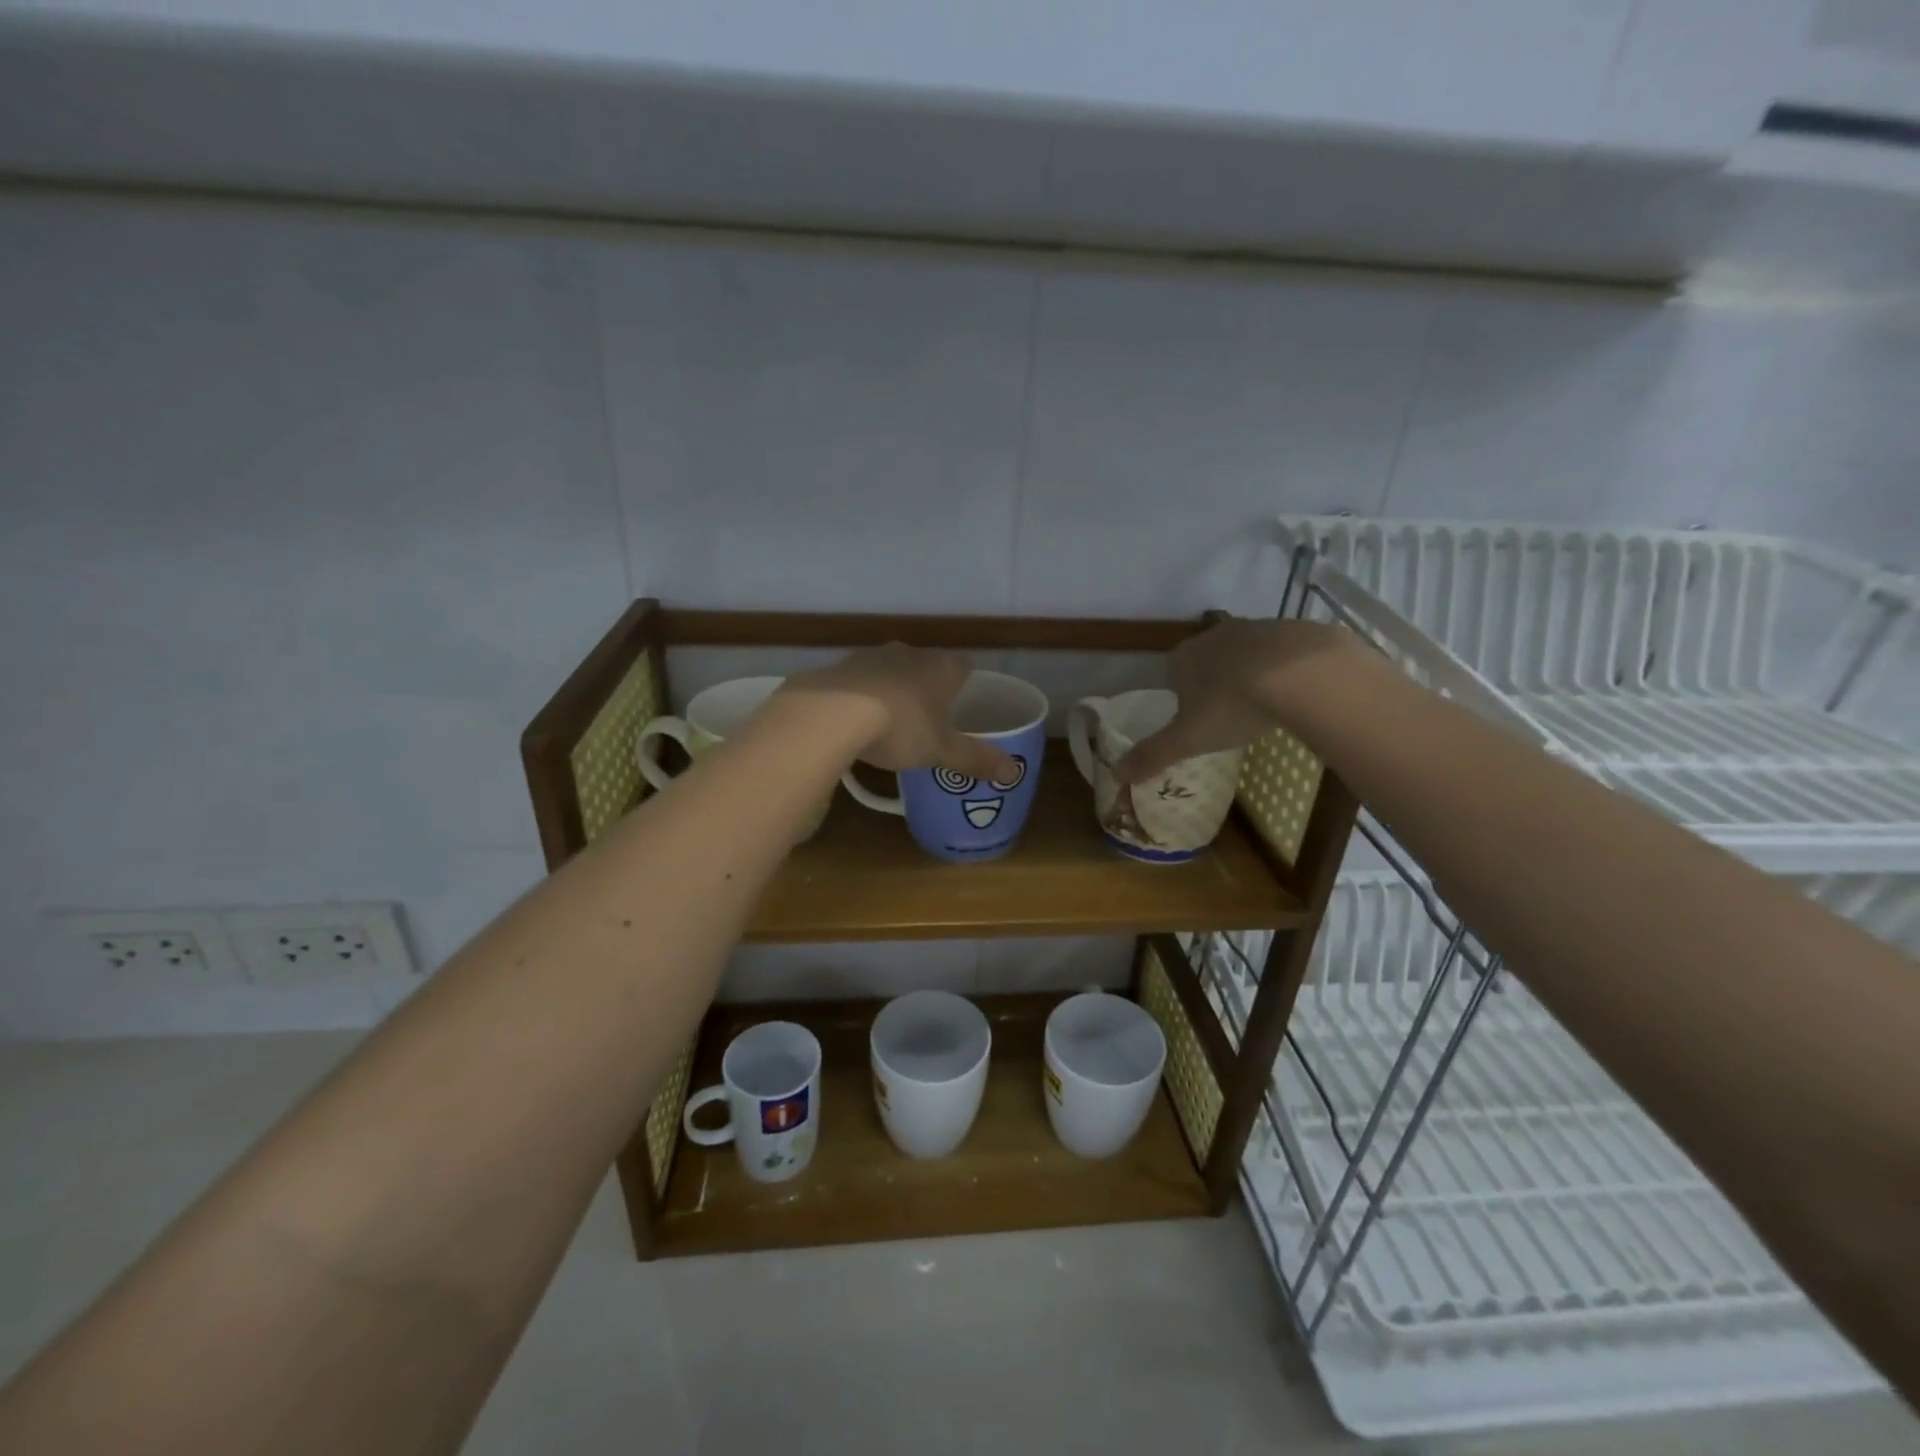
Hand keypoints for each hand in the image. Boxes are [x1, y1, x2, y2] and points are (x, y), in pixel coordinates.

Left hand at [781, 644, 1017, 781]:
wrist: (831, 714)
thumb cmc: (901, 728)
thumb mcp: (942, 751)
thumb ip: (976, 759)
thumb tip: (1014, 772)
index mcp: (941, 667)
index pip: (964, 665)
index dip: (966, 683)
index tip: (965, 703)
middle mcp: (908, 653)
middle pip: (926, 665)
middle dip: (928, 687)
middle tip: (929, 717)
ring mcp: (870, 656)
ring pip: (890, 669)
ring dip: (892, 689)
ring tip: (890, 721)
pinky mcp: (838, 667)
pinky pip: (858, 681)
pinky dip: (861, 696)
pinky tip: (854, 720)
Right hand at [1117, 618, 1365, 782]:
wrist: (1300, 675)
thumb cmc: (1232, 706)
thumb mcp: (1188, 739)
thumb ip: (1153, 755)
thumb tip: (1117, 774)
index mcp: (1184, 657)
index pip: (1174, 672)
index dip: (1182, 694)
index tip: (1196, 717)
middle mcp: (1216, 635)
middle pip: (1210, 658)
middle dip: (1217, 680)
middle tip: (1230, 713)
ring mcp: (1257, 628)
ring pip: (1248, 653)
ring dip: (1252, 673)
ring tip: (1265, 704)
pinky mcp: (1296, 630)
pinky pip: (1286, 652)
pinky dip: (1288, 670)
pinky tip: (1298, 693)